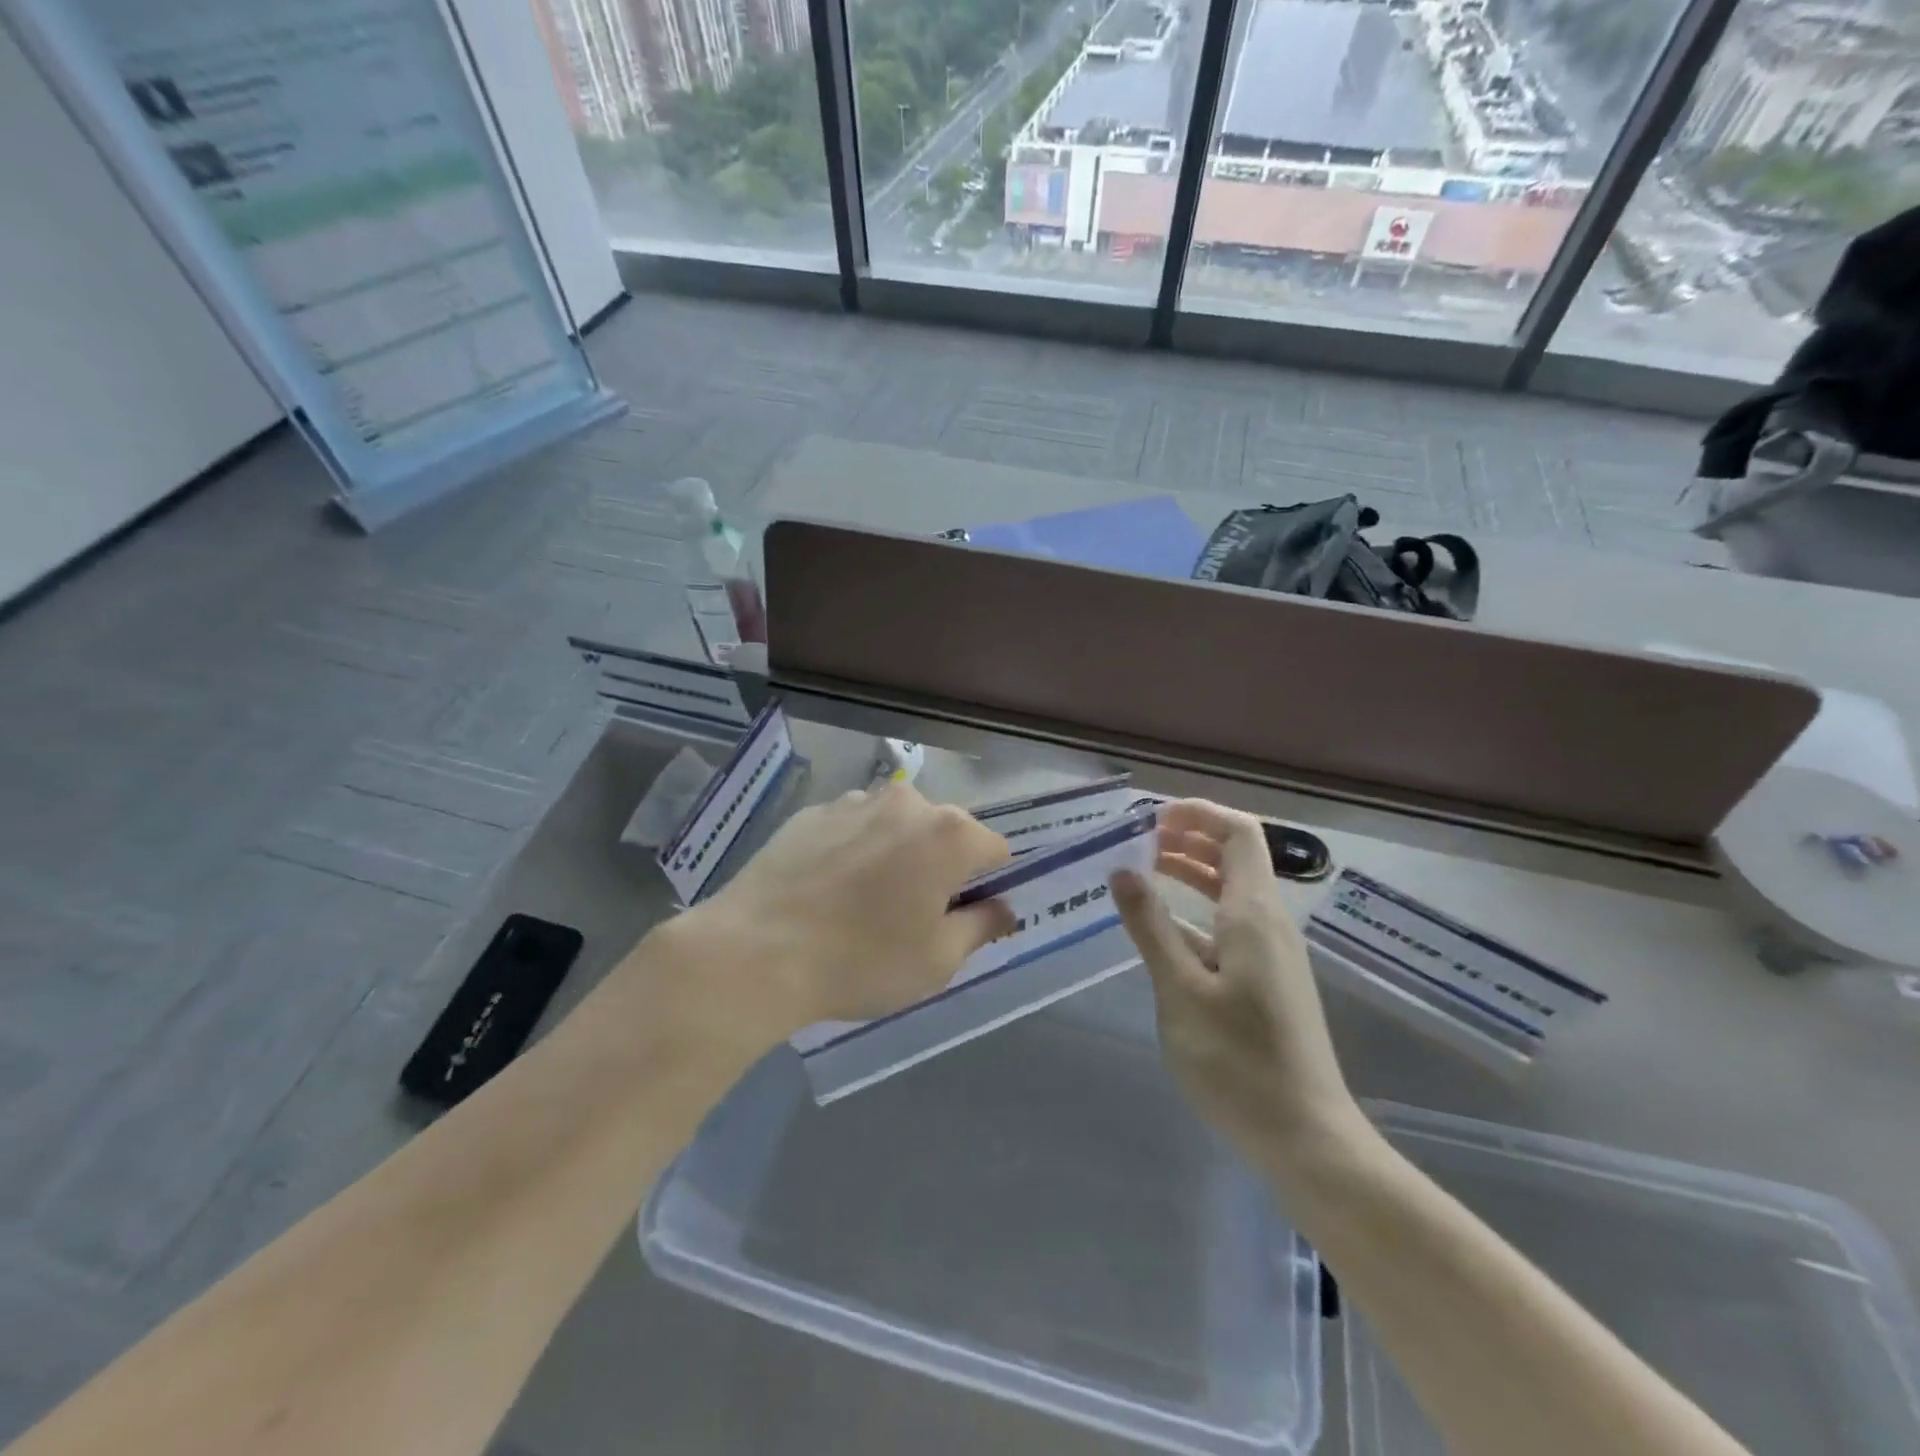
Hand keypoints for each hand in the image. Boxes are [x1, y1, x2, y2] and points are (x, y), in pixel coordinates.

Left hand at [674, 782, 1014, 1044]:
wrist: (756, 951)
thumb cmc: (862, 960)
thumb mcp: (938, 960)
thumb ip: (983, 926)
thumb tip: (1002, 907)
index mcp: (949, 834)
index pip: (995, 850)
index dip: (988, 885)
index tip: (964, 917)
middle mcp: (907, 803)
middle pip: (946, 832)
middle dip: (942, 866)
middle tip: (913, 915)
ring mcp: (855, 802)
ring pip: (897, 826)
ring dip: (897, 854)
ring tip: (864, 902)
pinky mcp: (812, 812)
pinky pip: (853, 828)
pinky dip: (855, 850)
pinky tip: (828, 890)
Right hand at [1111, 799, 1360, 1164]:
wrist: (1307, 1138)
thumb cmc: (1239, 1062)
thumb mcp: (1180, 991)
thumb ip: (1151, 927)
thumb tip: (1123, 870)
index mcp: (1254, 914)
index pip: (1238, 833)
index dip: (1198, 814)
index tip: (1150, 818)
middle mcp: (1269, 923)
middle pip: (1235, 857)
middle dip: (1188, 839)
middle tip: (1136, 842)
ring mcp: (1272, 954)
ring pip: (1231, 892)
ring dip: (1191, 873)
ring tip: (1142, 872)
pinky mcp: (1268, 981)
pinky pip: (1231, 925)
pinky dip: (1196, 912)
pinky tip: (1163, 931)